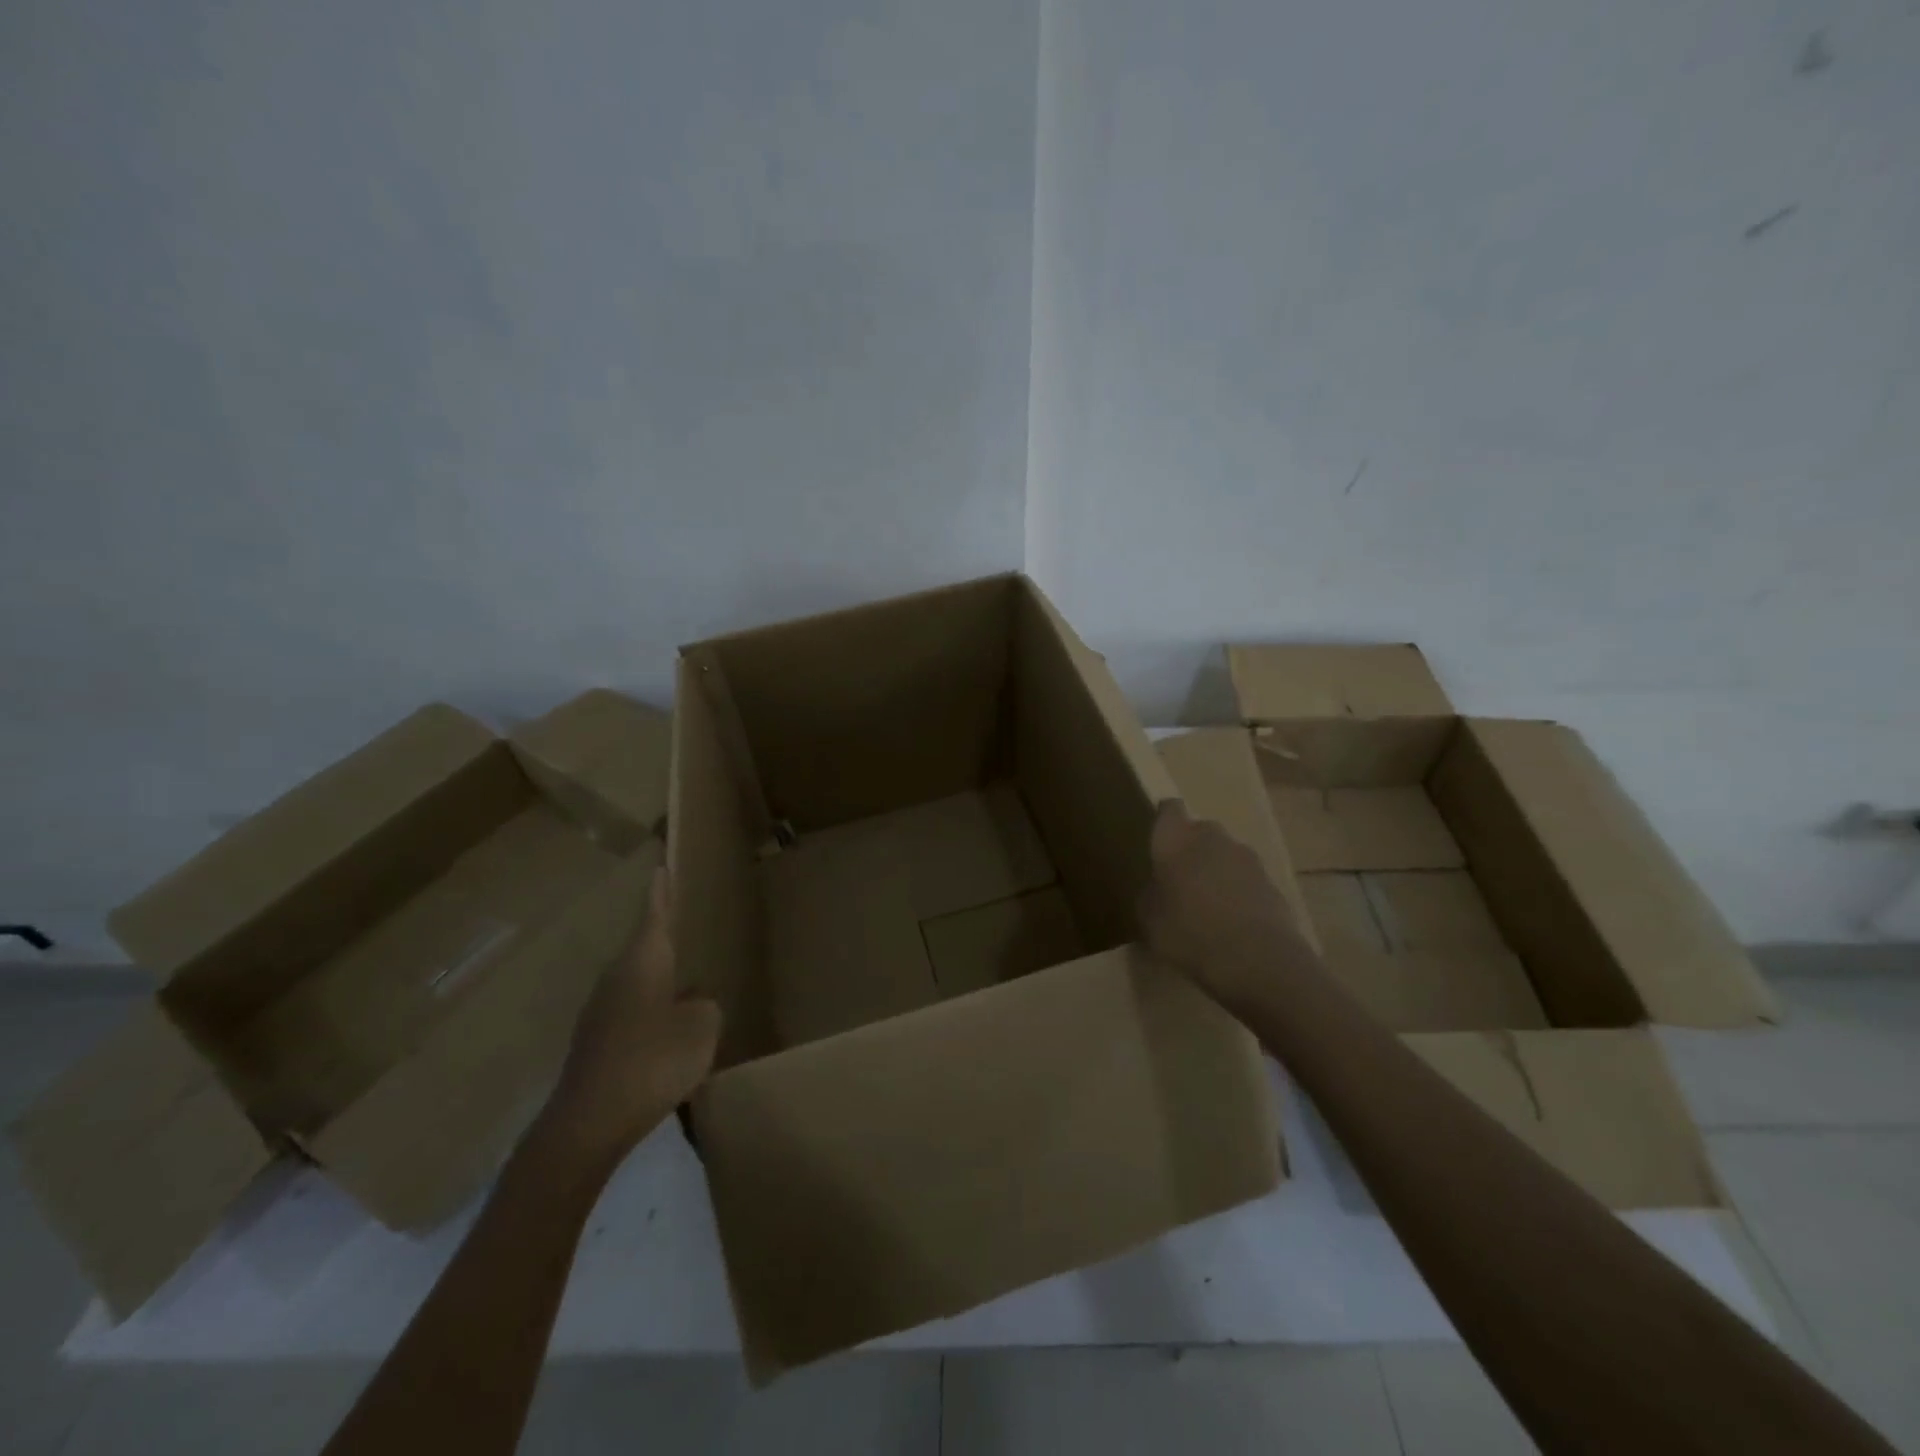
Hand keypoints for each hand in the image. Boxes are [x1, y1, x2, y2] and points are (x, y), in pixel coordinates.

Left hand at [542, 869, 721, 1167]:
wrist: (587, 1124)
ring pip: (639, 983)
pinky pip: (633, 1014)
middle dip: (665, 939)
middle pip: (645, 948)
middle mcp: (617, 978)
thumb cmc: (651, 1061)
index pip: (654, 915)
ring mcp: (601, 1011)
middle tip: (688, 927)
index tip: (660, 866)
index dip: (661, 892)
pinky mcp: (596, 1042)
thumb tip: (694, 1001)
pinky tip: (669, 1036)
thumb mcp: (701, 1029)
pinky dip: (652, 1014)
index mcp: (643, 962)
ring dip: (662, 982)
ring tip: (689, 987)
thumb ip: (705, 1006)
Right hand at [1138, 799, 1311, 1010]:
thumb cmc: (1190, 934)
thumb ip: (1151, 895)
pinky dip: (1237, 891)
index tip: (1159, 840)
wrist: (1258, 960)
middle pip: (1200, 830)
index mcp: (1176, 840)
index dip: (1164, 820)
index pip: (1169, 810)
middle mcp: (1212, 838)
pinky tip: (1232, 921)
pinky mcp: (1272, 881)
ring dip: (1216, 870)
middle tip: (1180, 879)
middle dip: (1191, 848)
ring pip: (1225, 854)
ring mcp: (1246, 858)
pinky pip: (1245, 878)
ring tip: (1207, 904)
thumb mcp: (1150, 920)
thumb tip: (1159, 888)